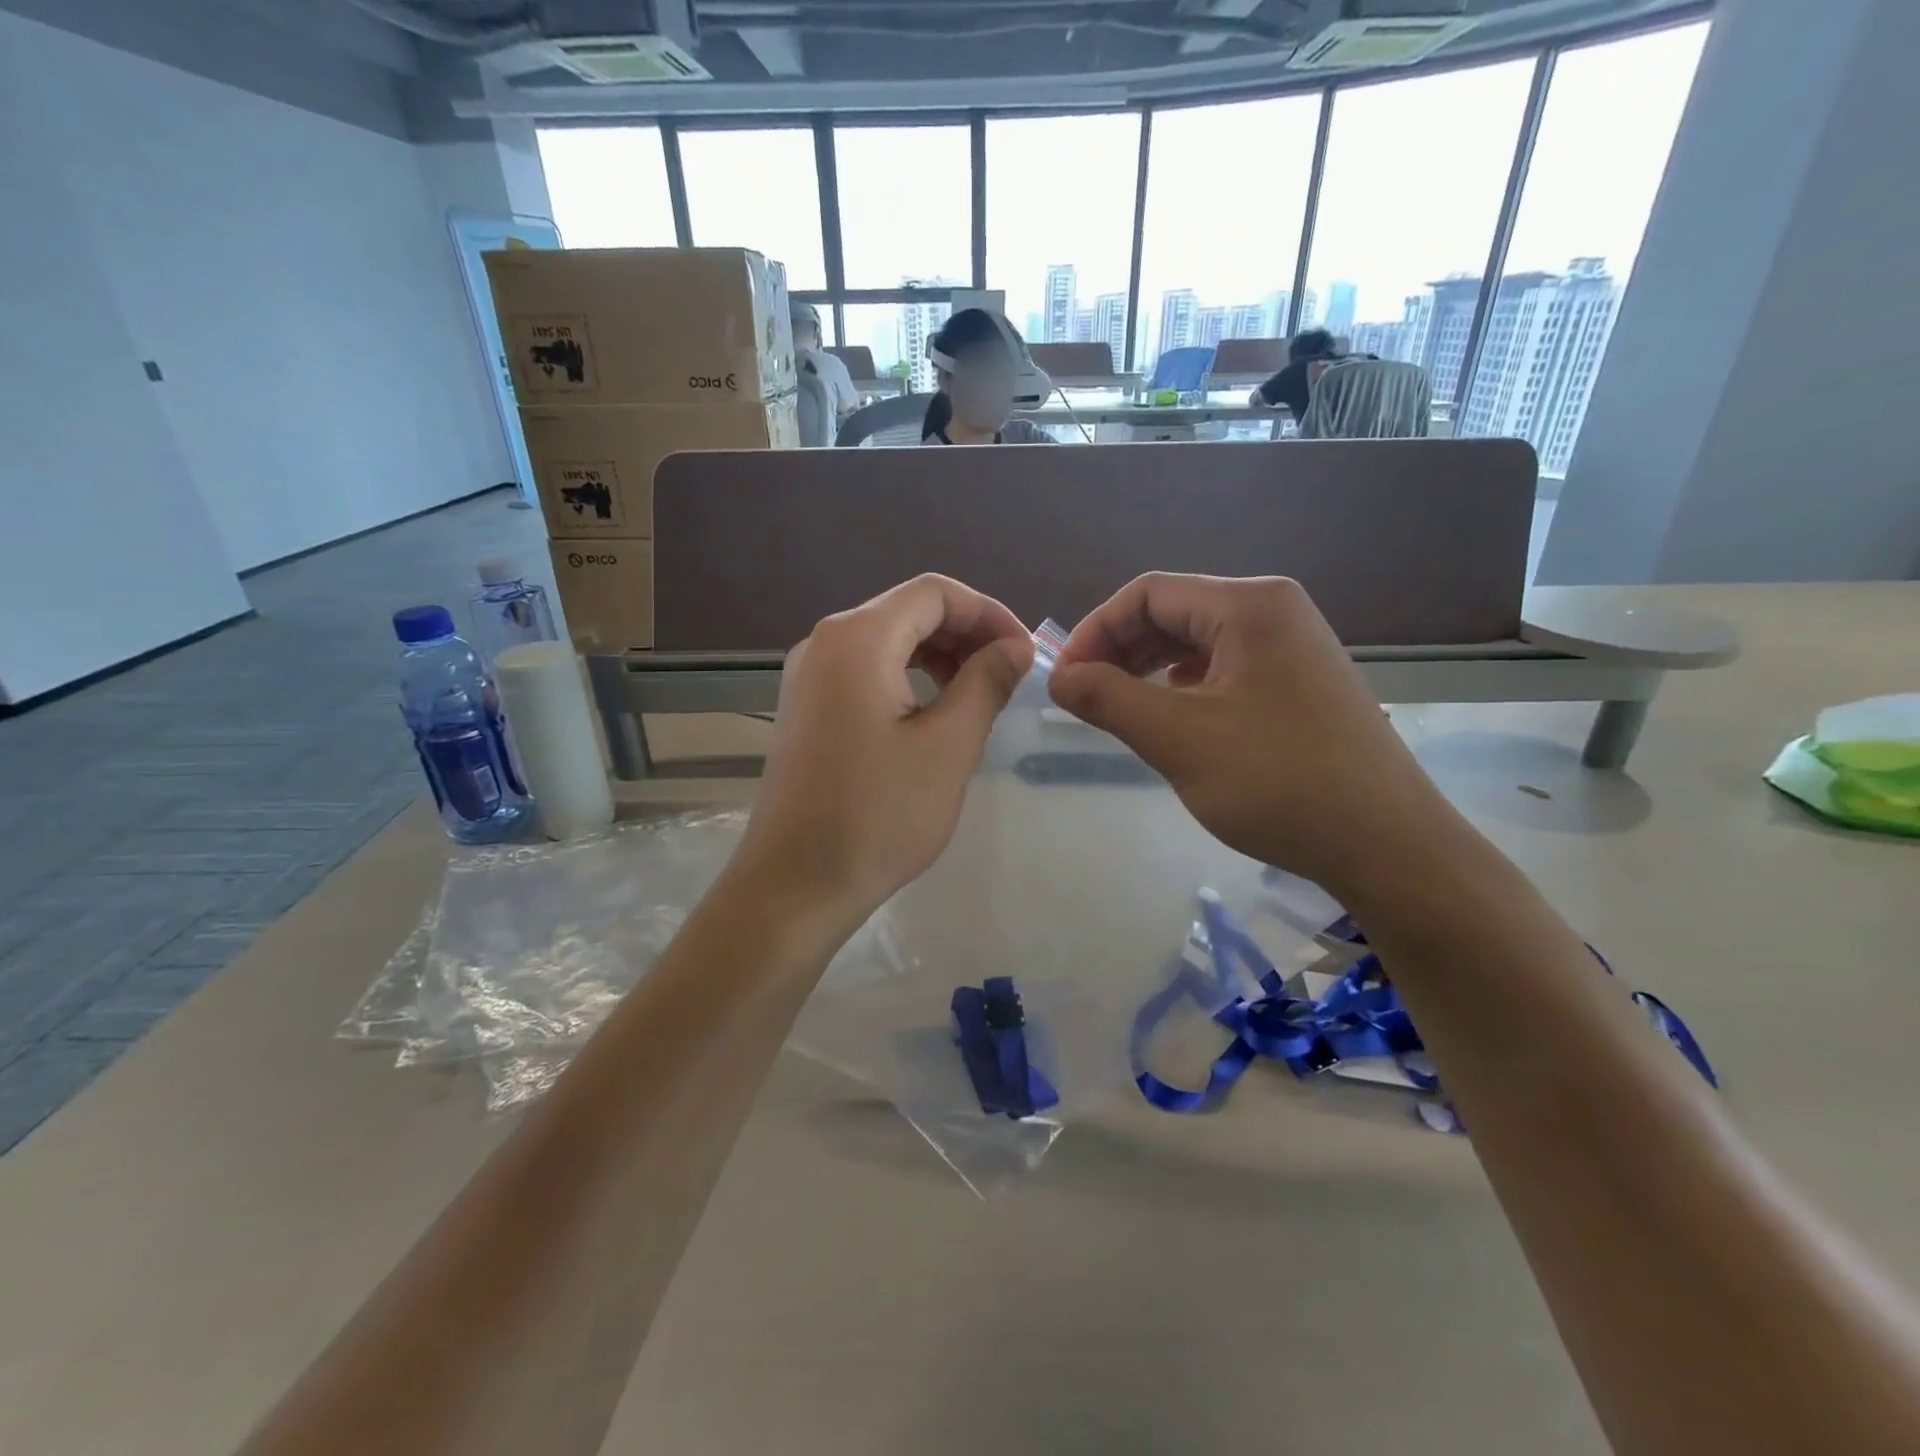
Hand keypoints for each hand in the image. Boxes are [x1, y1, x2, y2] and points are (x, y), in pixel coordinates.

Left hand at [733, 575, 1033, 929]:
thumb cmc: (877, 815)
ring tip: (979, 695)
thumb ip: (986, 683)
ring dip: (940, 656)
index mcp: (857, 638)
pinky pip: (866, 671)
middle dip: (966, 634)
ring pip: (888, 641)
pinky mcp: (807, 708)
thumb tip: (1015, 647)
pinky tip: (935, 713)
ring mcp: (809, 675)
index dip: (989, 613)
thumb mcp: (948, 746)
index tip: (1025, 653)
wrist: (795, 884)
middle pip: (909, 611)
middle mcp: (825, 642)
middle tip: (1009, 675)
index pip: (935, 593)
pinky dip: (909, 678)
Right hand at [1047, 573, 1456, 898]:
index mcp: (1249, 605)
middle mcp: (1273, 610)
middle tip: (1085, 697)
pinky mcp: (1298, 681)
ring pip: (1197, 641)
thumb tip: (1057, 676)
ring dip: (1148, 668)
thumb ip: (1108, 698)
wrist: (1385, 845)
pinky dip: (1183, 685)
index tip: (1064, 680)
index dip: (1095, 630)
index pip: (1148, 593)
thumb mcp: (1178, 739)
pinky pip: (1224, 666)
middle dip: (1120, 649)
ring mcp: (1291, 645)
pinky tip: (1172, 717)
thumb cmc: (1278, 782)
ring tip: (1120, 709)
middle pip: (1173, 610)